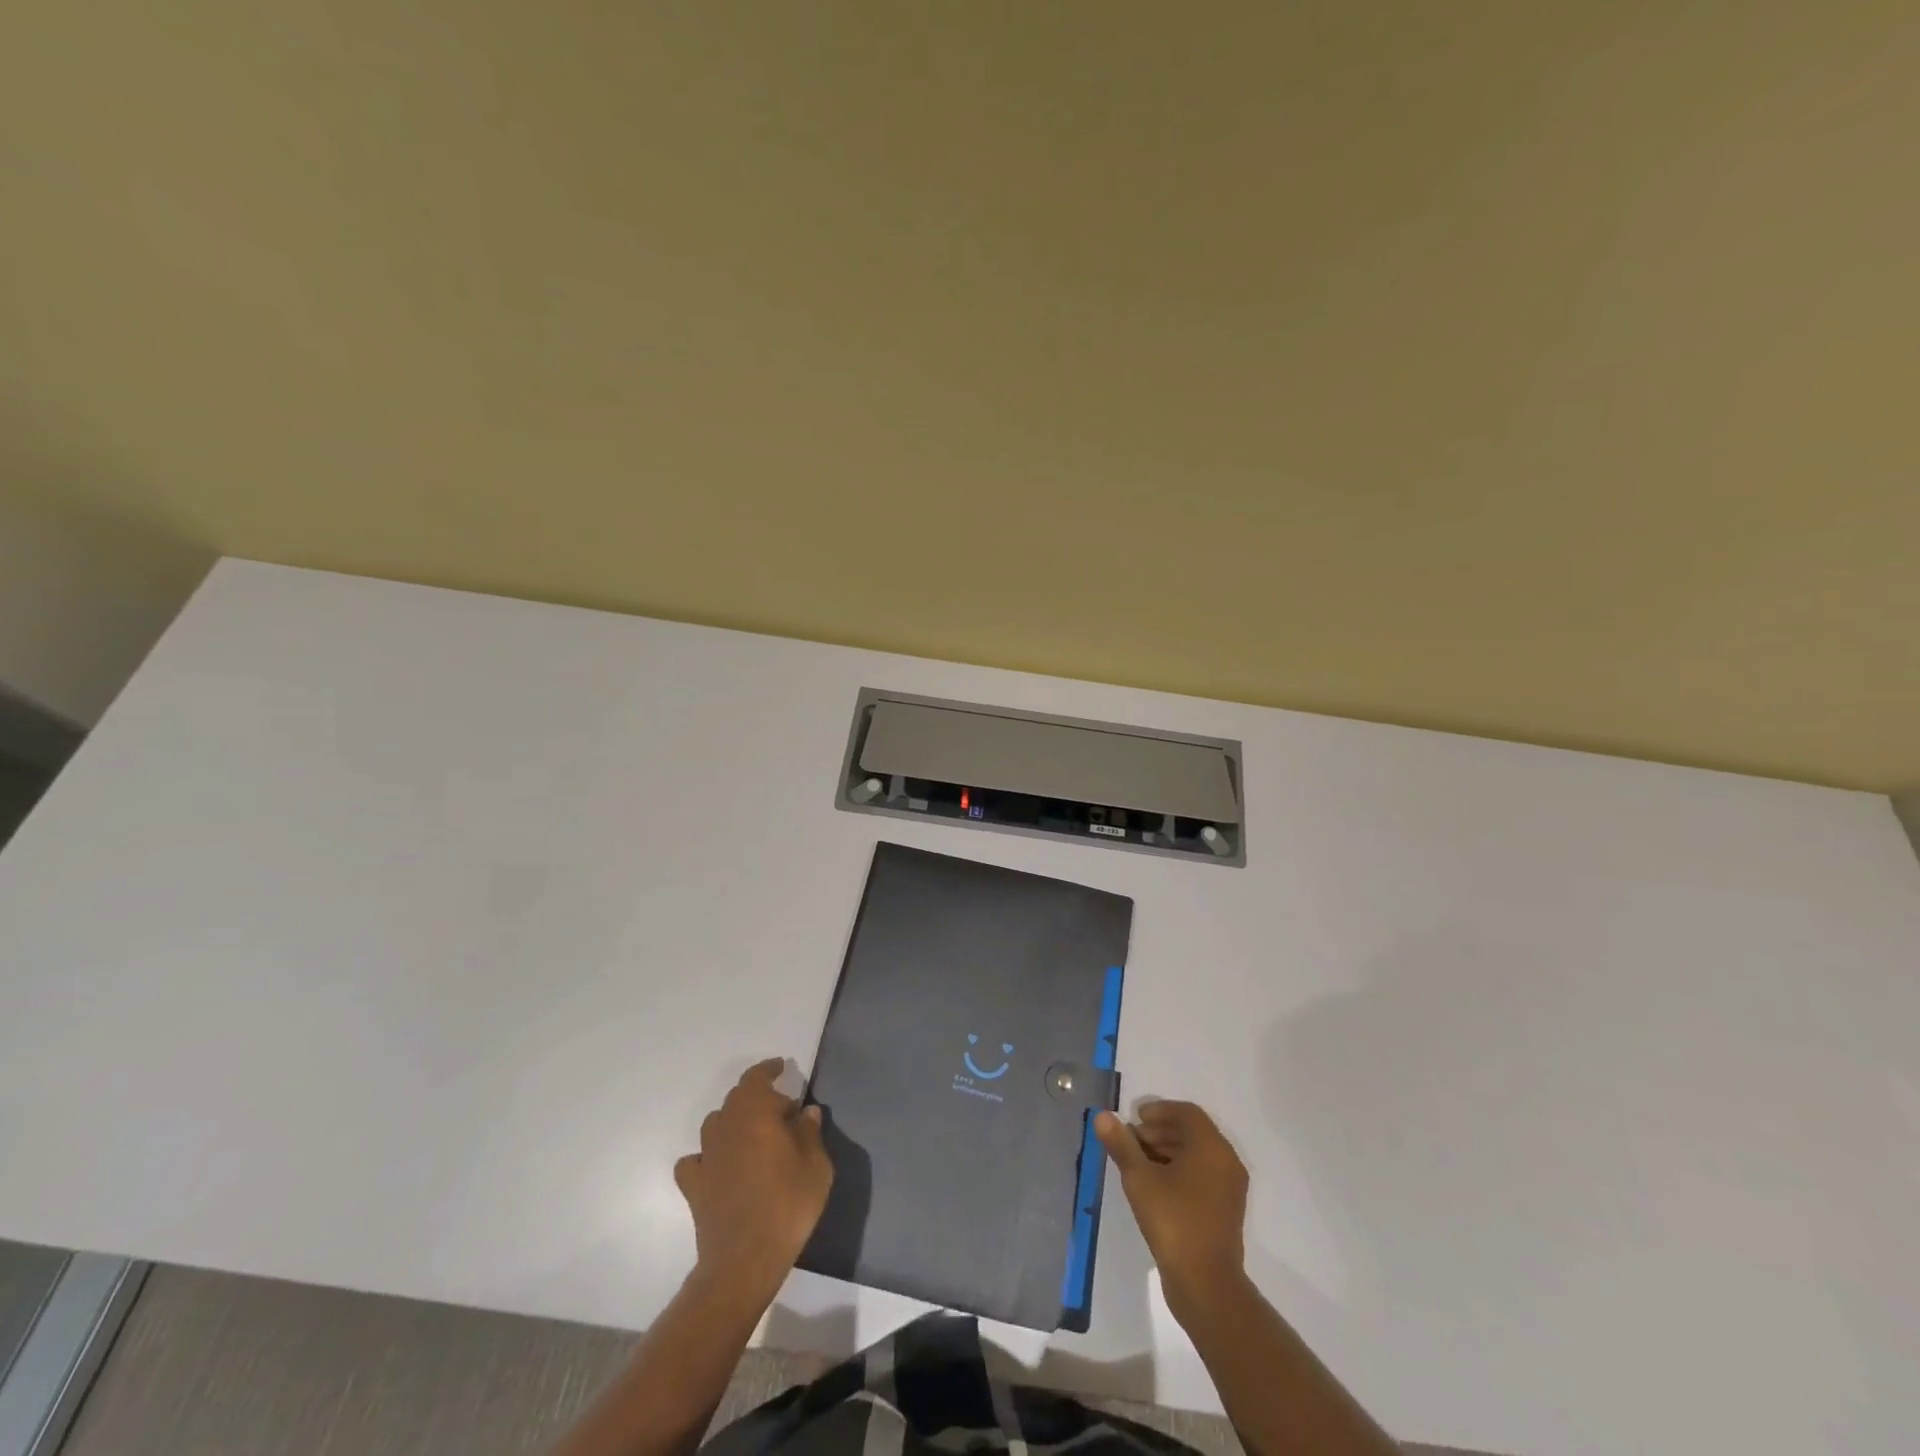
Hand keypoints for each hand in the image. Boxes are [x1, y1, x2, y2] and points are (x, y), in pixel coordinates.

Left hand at [674, 1059, 833, 1302]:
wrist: (744, 1261)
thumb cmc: (788, 1205)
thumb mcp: (816, 1166)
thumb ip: (811, 1133)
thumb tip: (807, 1112)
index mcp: (755, 1113)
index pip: (756, 1078)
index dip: (769, 1069)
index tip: (781, 1068)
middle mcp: (725, 1126)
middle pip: (737, 1099)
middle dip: (759, 1099)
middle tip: (782, 1113)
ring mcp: (705, 1156)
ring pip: (716, 1124)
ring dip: (734, 1123)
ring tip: (754, 1138)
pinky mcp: (693, 1185)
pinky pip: (696, 1160)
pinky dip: (708, 1156)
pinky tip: (721, 1167)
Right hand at [1096, 1100, 1249, 1318]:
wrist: (1206, 1285)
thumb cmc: (1173, 1221)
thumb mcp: (1140, 1179)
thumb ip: (1121, 1144)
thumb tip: (1102, 1116)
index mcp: (1212, 1147)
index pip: (1187, 1112)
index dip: (1159, 1110)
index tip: (1134, 1118)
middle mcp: (1226, 1161)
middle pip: (1192, 1132)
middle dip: (1160, 1130)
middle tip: (1131, 1140)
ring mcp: (1229, 1188)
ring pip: (1197, 1154)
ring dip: (1167, 1150)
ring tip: (1138, 1162)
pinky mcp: (1226, 1210)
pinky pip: (1202, 1175)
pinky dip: (1180, 1170)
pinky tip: (1155, 1185)